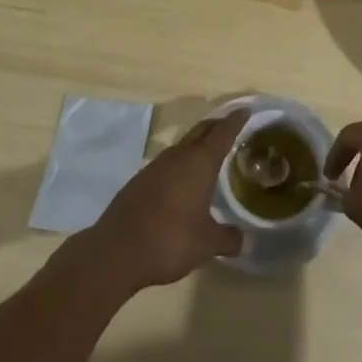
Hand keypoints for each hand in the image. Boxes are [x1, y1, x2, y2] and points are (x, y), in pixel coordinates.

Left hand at [81, 111, 247, 291]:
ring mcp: (155, 166)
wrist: (117, 251)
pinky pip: (167, 164)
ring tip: (208, 155)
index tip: (245, 110)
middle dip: (216, 126)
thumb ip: (227, 238)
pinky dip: (180, 164)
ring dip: (196, 146)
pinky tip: (182, 182)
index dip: (235, 121)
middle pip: (200, 132)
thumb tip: (243, 239)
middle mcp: (177, 156)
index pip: (222, 133)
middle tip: (230, 126)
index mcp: (199, 163)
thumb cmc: (170, 240)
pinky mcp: (139, 181)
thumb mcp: (206, 244)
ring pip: (181, 146)